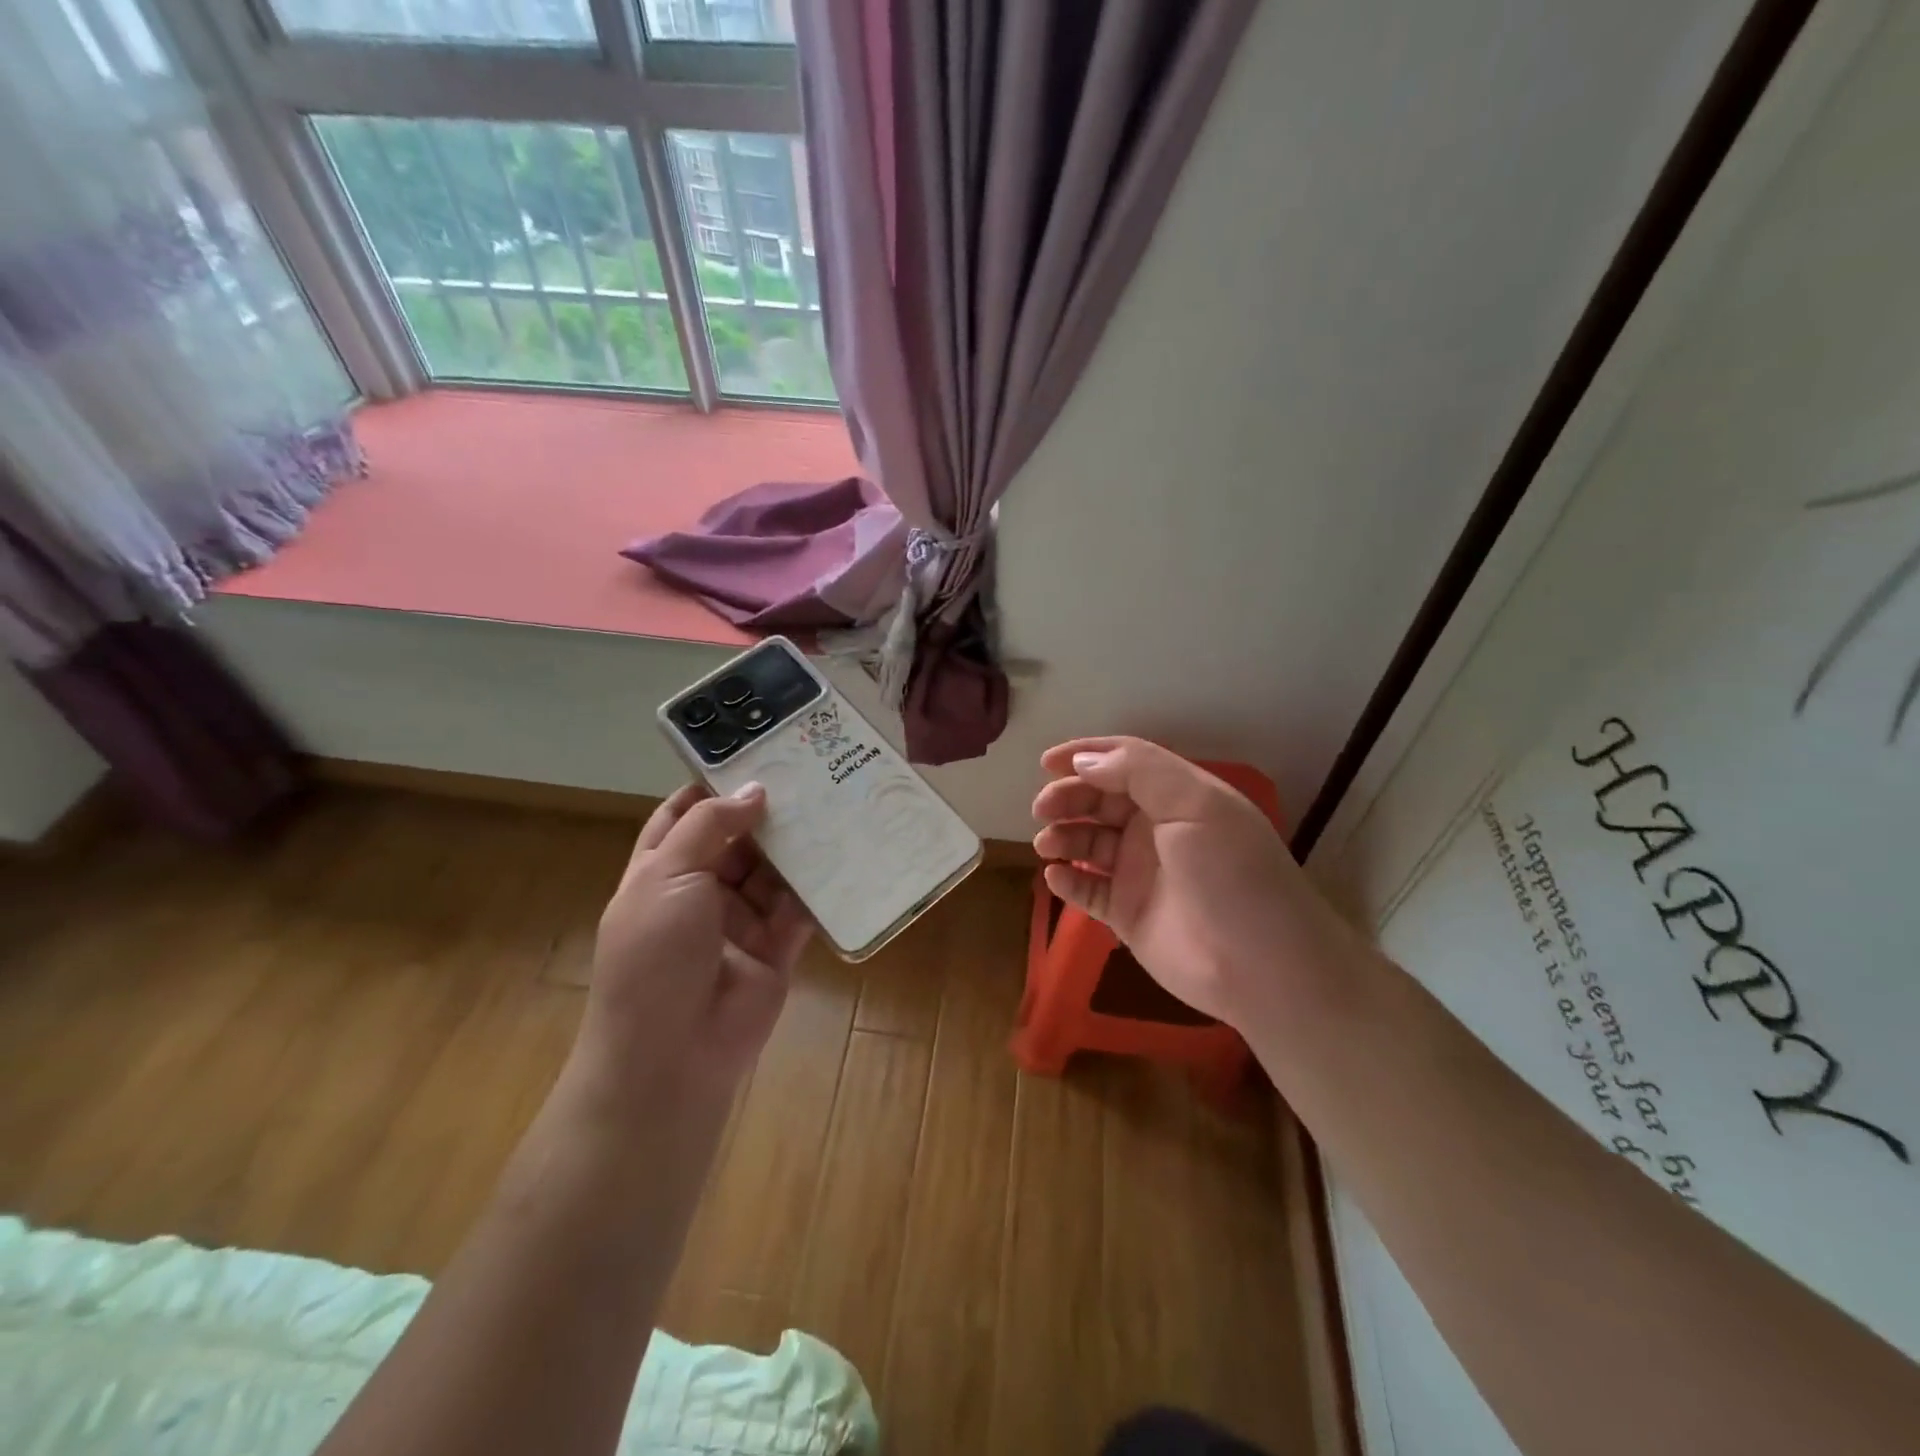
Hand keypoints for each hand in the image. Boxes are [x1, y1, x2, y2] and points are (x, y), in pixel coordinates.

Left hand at [568, 782, 812, 1112]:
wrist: (671, 1055)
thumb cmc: (654, 956)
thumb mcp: (666, 877)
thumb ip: (709, 827)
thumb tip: (754, 790)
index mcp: (662, 871)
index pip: (685, 816)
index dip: (713, 786)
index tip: (753, 754)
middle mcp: (702, 891)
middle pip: (738, 839)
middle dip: (767, 810)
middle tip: (811, 771)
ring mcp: (741, 920)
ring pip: (773, 870)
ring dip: (798, 843)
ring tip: (836, 801)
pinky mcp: (778, 946)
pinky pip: (801, 907)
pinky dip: (821, 884)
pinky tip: (848, 851)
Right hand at [1032, 737, 1359, 1031]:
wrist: (1262, 967)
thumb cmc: (1232, 874)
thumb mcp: (1196, 805)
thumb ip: (1139, 771)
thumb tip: (1084, 761)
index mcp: (1177, 796)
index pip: (1125, 762)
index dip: (1086, 755)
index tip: (1046, 761)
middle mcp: (1156, 829)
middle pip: (1100, 800)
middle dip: (1068, 797)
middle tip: (1042, 808)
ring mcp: (1140, 872)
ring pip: (1088, 843)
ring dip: (1064, 836)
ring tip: (1048, 845)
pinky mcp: (1127, 914)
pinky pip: (1088, 889)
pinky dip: (1068, 880)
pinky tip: (1057, 876)